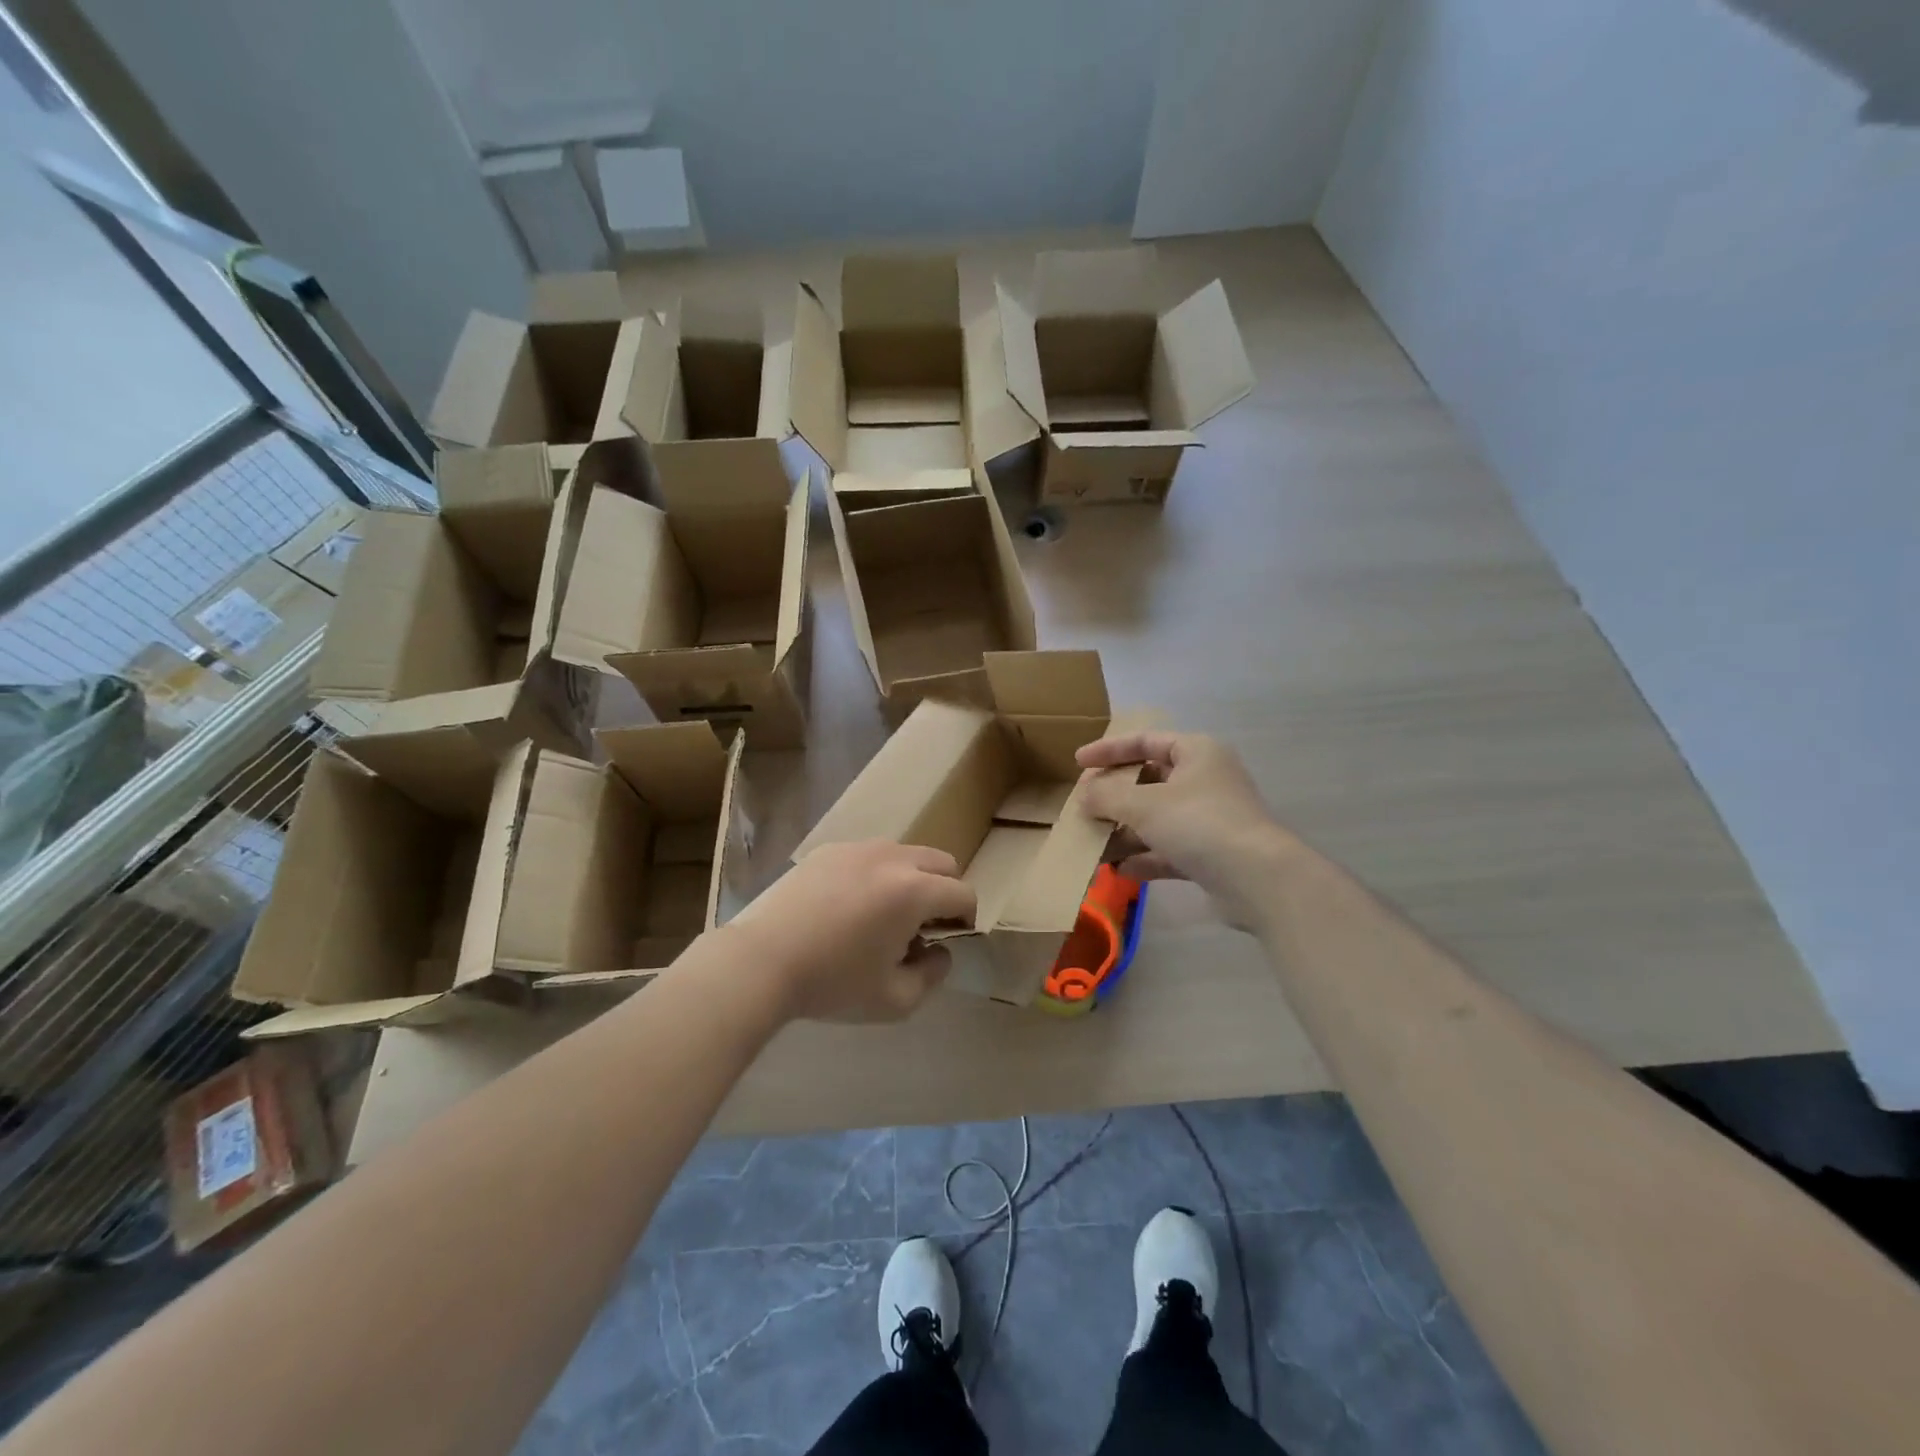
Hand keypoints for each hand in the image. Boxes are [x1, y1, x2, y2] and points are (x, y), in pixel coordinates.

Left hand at [719, 841, 974, 1022]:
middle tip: (922, 926)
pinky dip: (875, 874)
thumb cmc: (832, 984)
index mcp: (914, 890)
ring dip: (910, 879)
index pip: (963, 893)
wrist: (760, 961)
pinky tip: (849, 907)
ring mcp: (858, 848)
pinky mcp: (828, 850)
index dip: (966, 919)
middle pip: (941, 863)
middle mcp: (892, 858)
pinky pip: (869, 855)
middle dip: (944, 892)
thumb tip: (940, 951)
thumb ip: (932, 975)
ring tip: (884, 915)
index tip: (948, 940)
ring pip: (905, 854)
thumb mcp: (894, 1000)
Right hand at [1077, 731, 1293, 928]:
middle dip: (1114, 797)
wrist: (1257, 879)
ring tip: (1091, 844)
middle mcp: (1205, 780)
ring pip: (1157, 819)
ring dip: (1124, 831)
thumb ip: (1107, 796)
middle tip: (1083, 806)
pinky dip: (1144, 857)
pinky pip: (1168, 849)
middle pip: (1149, 781)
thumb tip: (1084, 797)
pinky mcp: (1211, 854)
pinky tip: (1117, 869)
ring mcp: (1209, 818)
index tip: (1078, 762)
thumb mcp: (1143, 804)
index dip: (1109, 749)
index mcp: (1196, 752)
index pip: (1145, 741)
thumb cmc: (1198, 823)